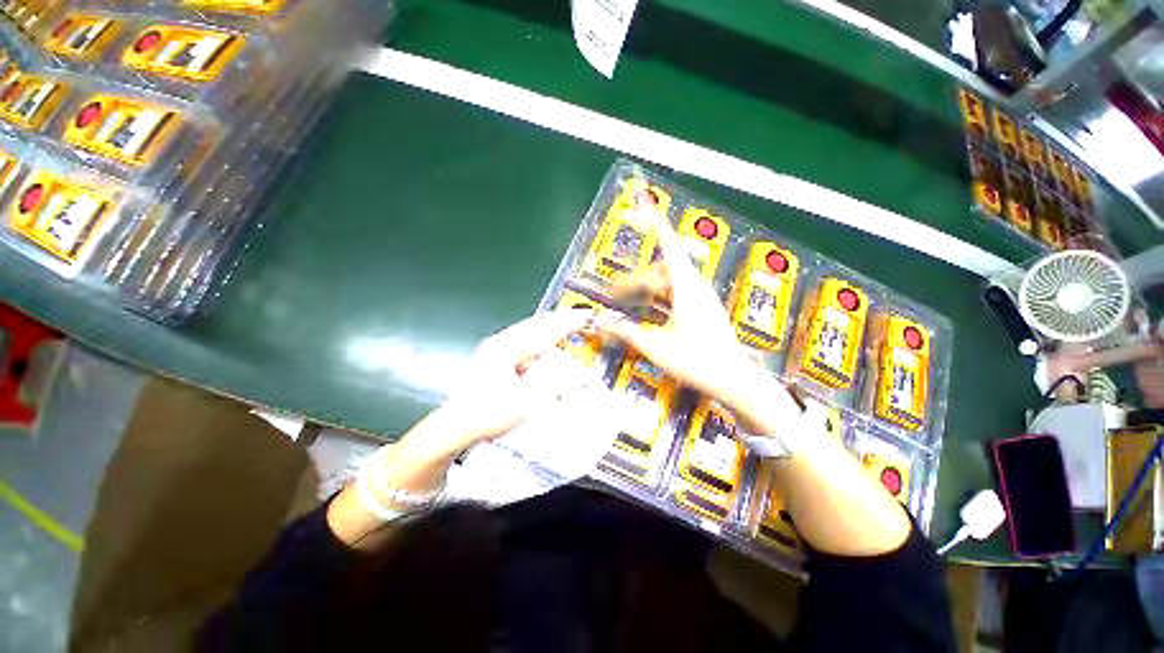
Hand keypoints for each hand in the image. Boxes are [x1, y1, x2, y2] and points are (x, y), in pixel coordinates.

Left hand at [432, 308, 597, 451]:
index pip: (547, 328)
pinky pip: (524, 339)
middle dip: (562, 319)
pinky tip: (548, 342)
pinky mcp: (495, 357)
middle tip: (583, 317)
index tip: (588, 316)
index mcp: (508, 347)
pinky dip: (541, 337)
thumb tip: (591, 376)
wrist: (454, 427)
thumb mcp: (530, 402)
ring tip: (570, 324)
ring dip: (551, 326)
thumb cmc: (488, 414)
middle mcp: (502, 341)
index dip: (569, 321)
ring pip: (530, 329)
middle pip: (537, 323)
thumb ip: (563, 386)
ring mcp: (496, 348)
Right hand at [596, 213, 797, 431]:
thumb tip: (602, 322)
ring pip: (669, 283)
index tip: (644, 204)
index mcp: (686, 288)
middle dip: (636, 278)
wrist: (734, 381)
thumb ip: (627, 332)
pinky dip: (659, 298)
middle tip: (614, 293)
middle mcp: (696, 288)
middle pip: (661, 270)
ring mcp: (702, 299)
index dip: (655, 224)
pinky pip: (677, 294)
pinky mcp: (703, 310)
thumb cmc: (696, 362)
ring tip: (628, 302)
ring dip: (647, 289)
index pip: (669, 247)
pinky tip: (648, 311)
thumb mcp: (655, 347)